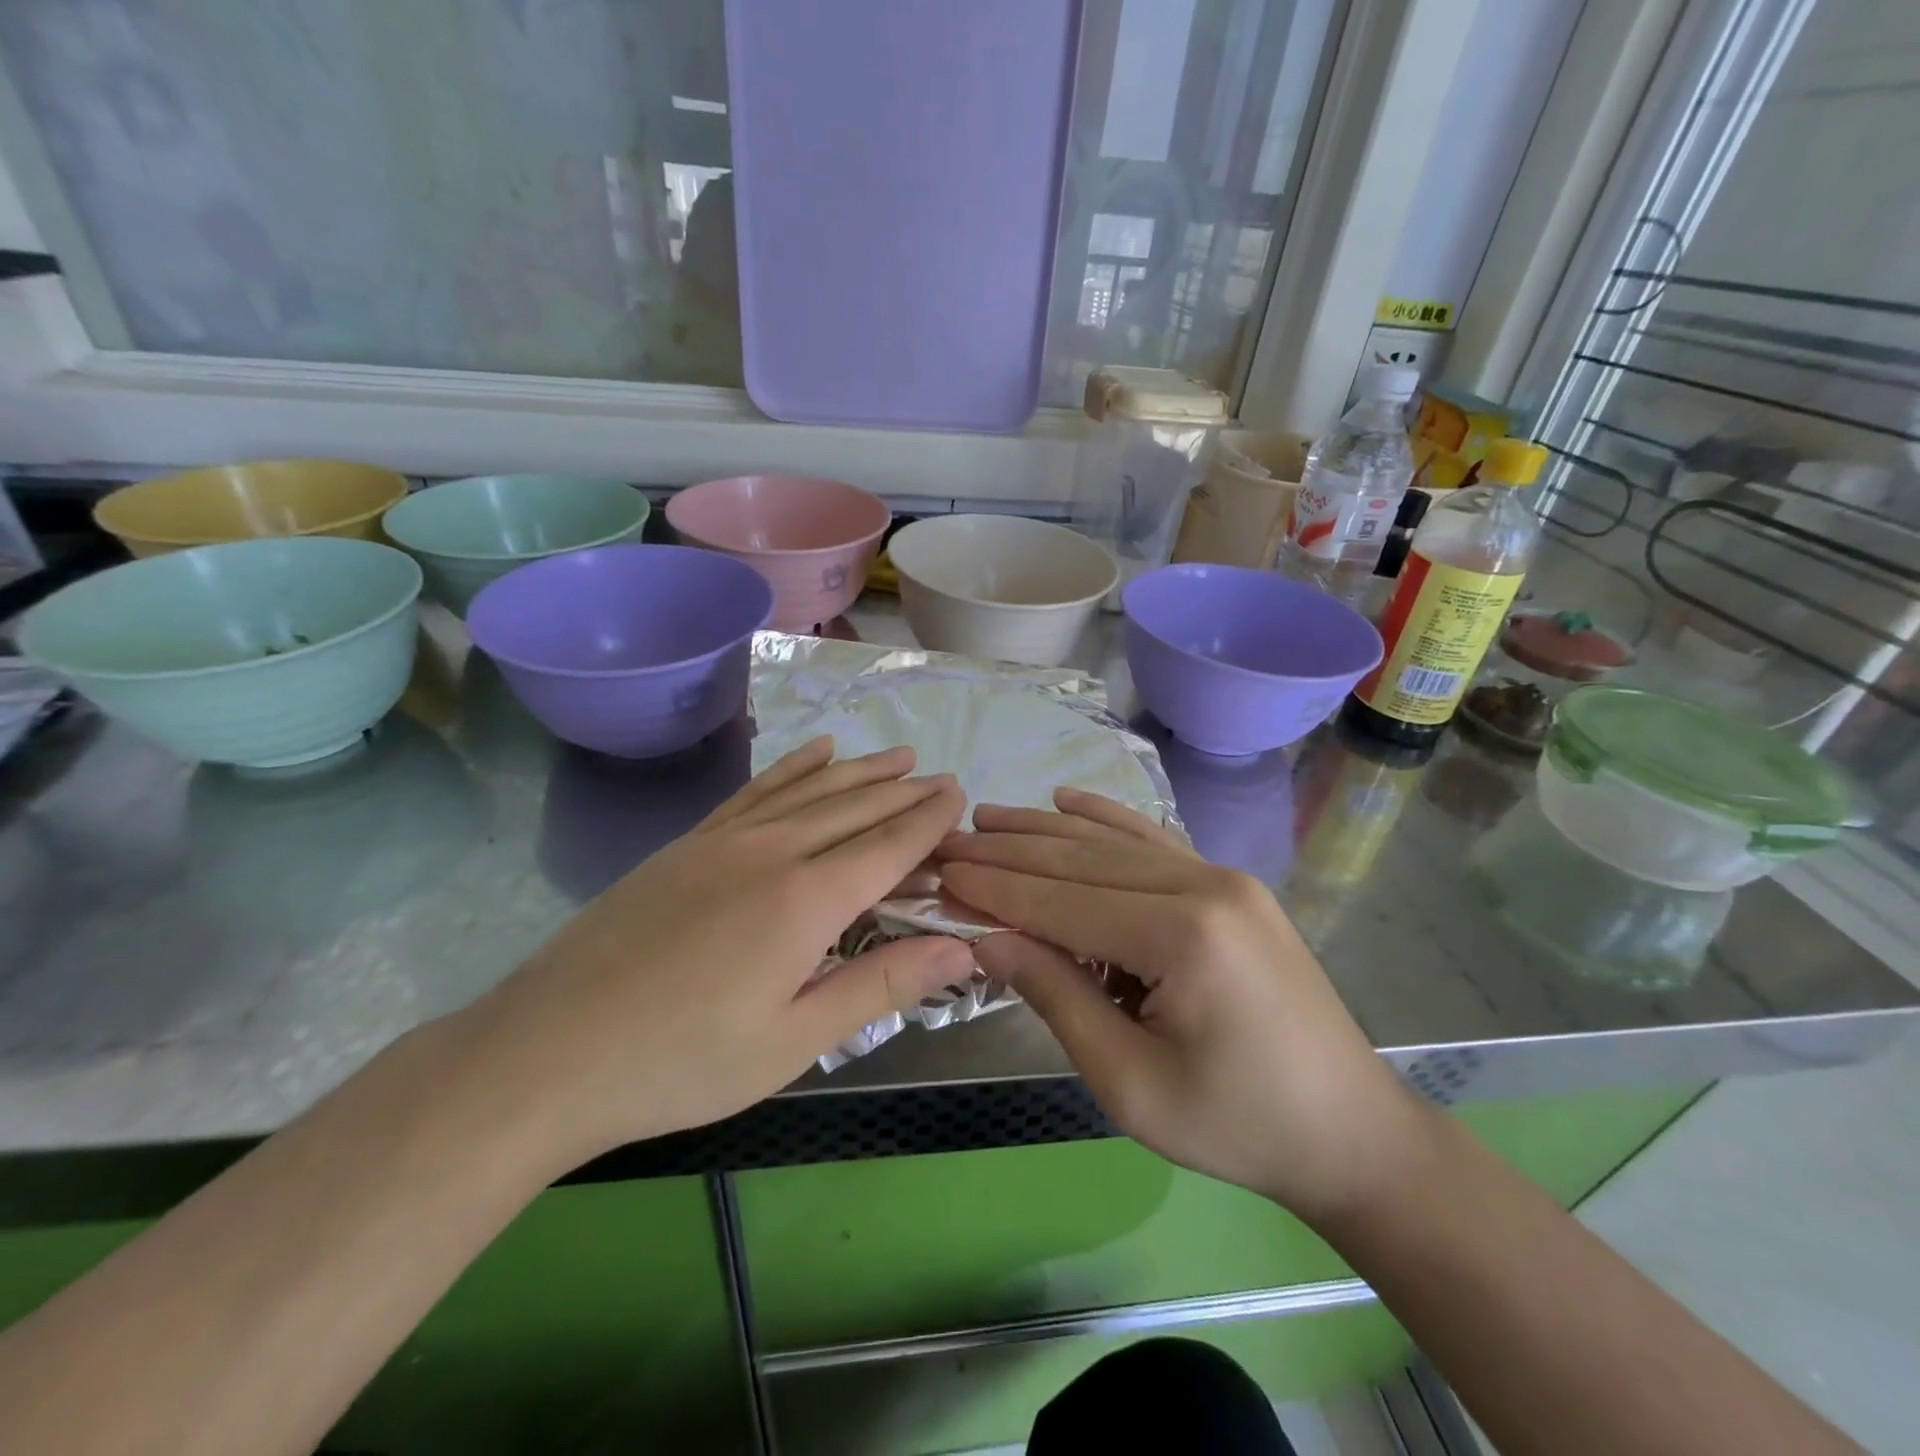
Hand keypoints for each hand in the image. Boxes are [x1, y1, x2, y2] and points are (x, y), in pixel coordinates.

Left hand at [456, 738, 971, 1164]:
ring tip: (897, 755)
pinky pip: (757, 789)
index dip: (928, 820)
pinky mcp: (690, 842)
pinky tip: (817, 750)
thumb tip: (962, 949)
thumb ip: (881, 984)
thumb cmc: (682, 1061)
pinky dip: (794, 766)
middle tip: (942, 776)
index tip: (959, 793)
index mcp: (807, 900)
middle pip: (855, 808)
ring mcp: (726, 839)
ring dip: (860, 770)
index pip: (888, 845)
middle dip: (904, 791)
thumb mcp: (795, 1041)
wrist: (548, 1052)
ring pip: (811, 789)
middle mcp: (773, 850)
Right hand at [938, 789, 1427, 1222]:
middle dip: (1008, 852)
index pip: (1061, 901)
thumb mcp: (1130, 1083)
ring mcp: (1222, 876)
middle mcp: (1203, 884)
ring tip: (987, 816)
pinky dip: (1104, 819)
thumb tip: (986, 938)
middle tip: (949, 841)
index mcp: (1182, 935)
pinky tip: (1067, 800)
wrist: (1350, 1131)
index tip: (940, 874)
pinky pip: (1153, 840)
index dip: (995, 890)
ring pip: (1113, 842)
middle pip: (1081, 860)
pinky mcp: (1230, 885)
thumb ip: (1056, 997)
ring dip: (1045, 830)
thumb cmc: (1237, 1125)